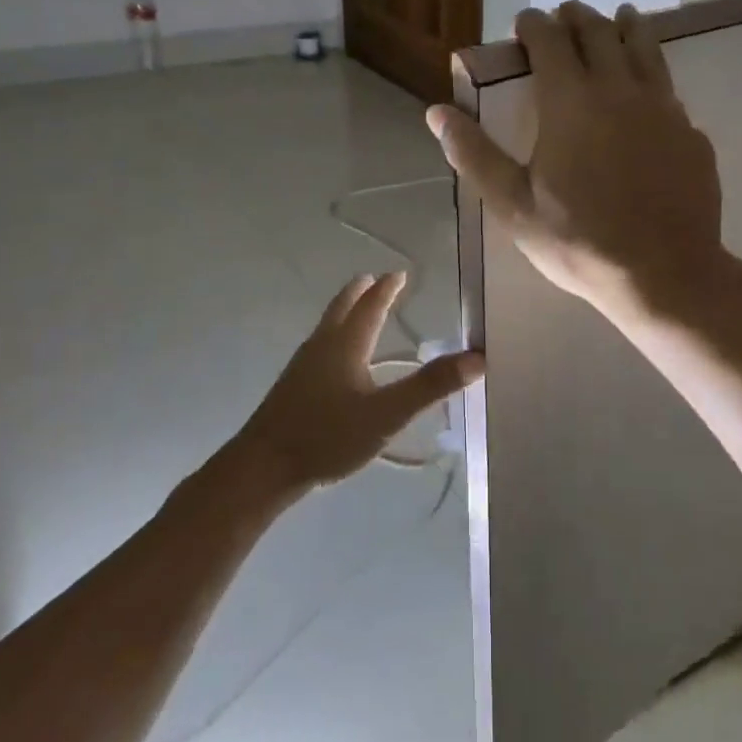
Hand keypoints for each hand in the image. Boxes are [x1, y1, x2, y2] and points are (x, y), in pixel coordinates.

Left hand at [231, 272, 482, 492]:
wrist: (264, 467)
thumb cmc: (328, 435)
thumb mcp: (387, 414)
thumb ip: (431, 386)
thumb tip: (477, 356)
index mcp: (346, 344)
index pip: (371, 306)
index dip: (387, 289)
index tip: (399, 274)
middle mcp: (323, 346)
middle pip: (342, 308)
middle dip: (360, 293)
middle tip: (374, 280)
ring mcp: (303, 366)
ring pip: (328, 327)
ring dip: (346, 312)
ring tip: (359, 312)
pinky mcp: (293, 387)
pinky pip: (321, 348)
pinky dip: (336, 337)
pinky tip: (339, 363)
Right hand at [427, 1, 724, 315]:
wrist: (664, 273)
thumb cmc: (579, 241)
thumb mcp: (513, 205)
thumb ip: (474, 153)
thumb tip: (437, 112)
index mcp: (571, 101)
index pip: (550, 40)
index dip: (534, 24)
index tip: (524, 22)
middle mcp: (619, 90)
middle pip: (599, 33)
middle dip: (578, 17)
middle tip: (566, 14)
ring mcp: (663, 108)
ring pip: (644, 48)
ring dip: (626, 27)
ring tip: (619, 17)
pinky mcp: (691, 132)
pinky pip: (669, 88)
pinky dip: (653, 72)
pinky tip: (651, 87)